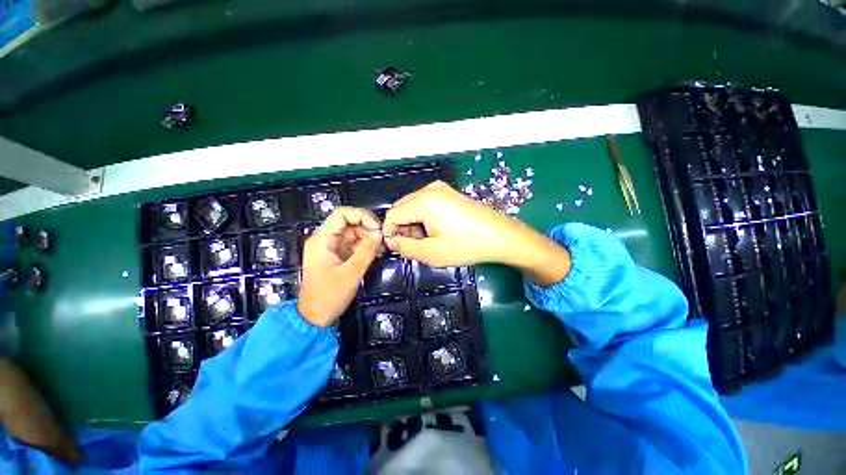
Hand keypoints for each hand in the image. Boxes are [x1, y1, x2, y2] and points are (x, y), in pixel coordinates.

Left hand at [298, 207, 382, 326]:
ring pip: (354, 233)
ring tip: (382, 247)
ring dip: (369, 237)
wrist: (315, 318)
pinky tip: (377, 252)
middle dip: (368, 227)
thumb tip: (379, 234)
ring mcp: (333, 247)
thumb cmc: (329, 296)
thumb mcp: (350, 274)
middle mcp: (326, 239)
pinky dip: (367, 246)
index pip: (341, 214)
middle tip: (383, 238)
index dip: (361, 215)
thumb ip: (366, 251)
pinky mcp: (339, 255)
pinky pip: (355, 244)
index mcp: (322, 240)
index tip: (377, 227)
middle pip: (349, 222)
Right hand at [383, 181, 570, 285]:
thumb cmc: (466, 245)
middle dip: (403, 228)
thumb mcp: (432, 252)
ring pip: (412, 206)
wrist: (499, 236)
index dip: (390, 233)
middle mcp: (429, 189)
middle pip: (401, 208)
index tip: (398, 248)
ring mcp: (440, 189)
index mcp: (423, 201)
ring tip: (429, 239)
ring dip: (413, 223)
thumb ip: (405, 247)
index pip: (392, 215)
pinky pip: (425, 204)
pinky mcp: (448, 193)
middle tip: (416, 245)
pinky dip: (423, 218)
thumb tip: (392, 242)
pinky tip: (437, 230)